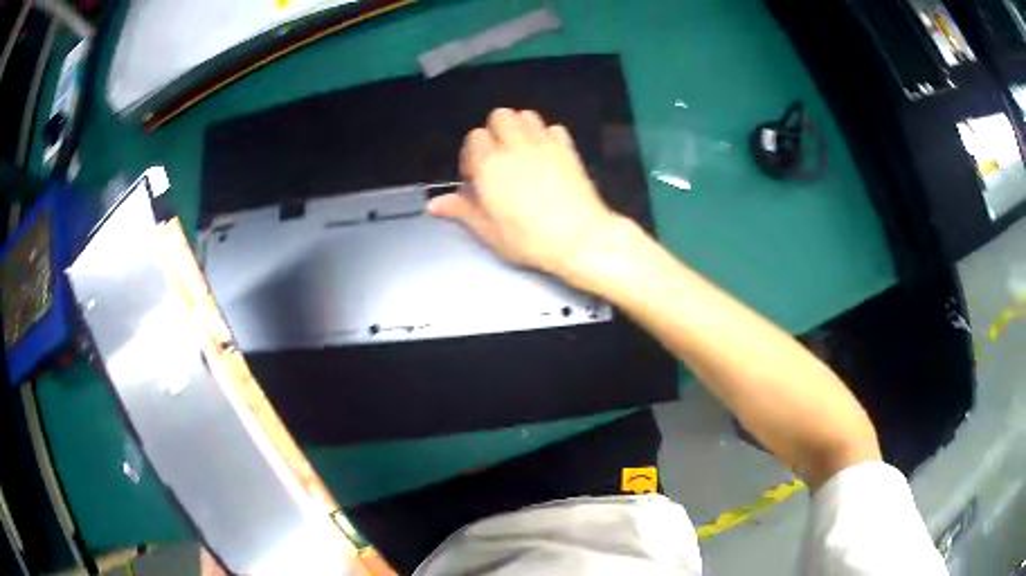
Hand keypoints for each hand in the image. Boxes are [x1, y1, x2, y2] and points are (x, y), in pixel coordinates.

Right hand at [428, 109, 618, 282]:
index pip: (474, 138)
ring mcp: (544, 144)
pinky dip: (547, 135)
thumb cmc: (531, 239)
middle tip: (497, 157)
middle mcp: (515, 147)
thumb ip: (462, 210)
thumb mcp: (489, 231)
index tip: (476, 175)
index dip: (472, 154)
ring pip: (525, 115)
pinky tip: (546, 155)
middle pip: (499, 116)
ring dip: (519, 127)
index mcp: (490, 165)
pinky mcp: (567, 148)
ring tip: (520, 152)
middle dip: (494, 132)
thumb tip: (435, 204)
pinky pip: (553, 127)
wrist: (580, 238)